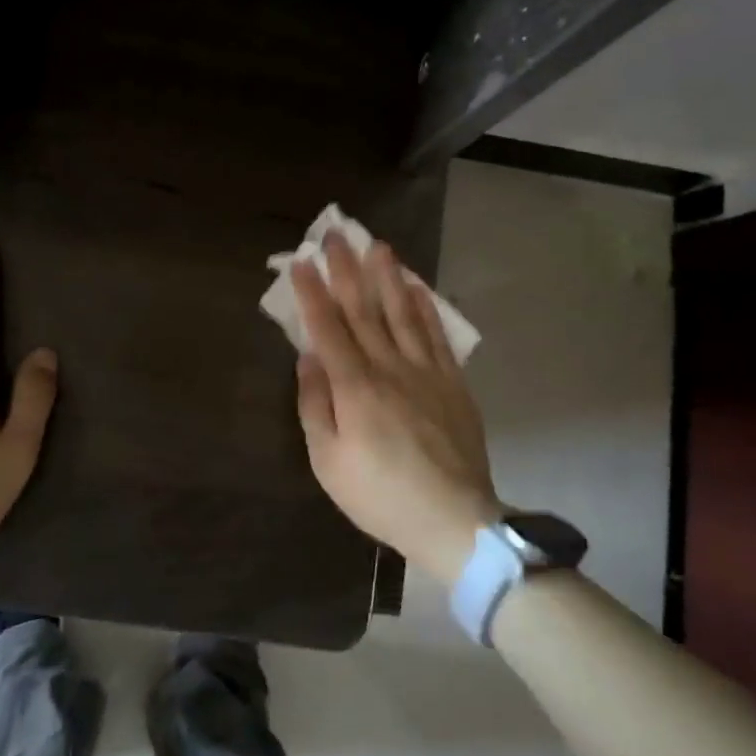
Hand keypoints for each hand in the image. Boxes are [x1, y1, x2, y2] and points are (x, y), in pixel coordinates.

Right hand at [292, 235, 500, 584]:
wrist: (453, 520)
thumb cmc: (380, 495)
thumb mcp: (328, 461)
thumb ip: (315, 405)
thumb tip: (308, 358)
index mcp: (354, 388)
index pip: (328, 328)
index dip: (313, 293)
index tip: (302, 262)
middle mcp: (389, 368)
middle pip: (364, 310)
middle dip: (347, 270)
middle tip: (336, 235)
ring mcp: (426, 372)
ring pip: (403, 314)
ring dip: (388, 277)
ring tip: (379, 246)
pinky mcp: (452, 383)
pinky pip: (437, 335)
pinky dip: (425, 308)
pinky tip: (416, 288)